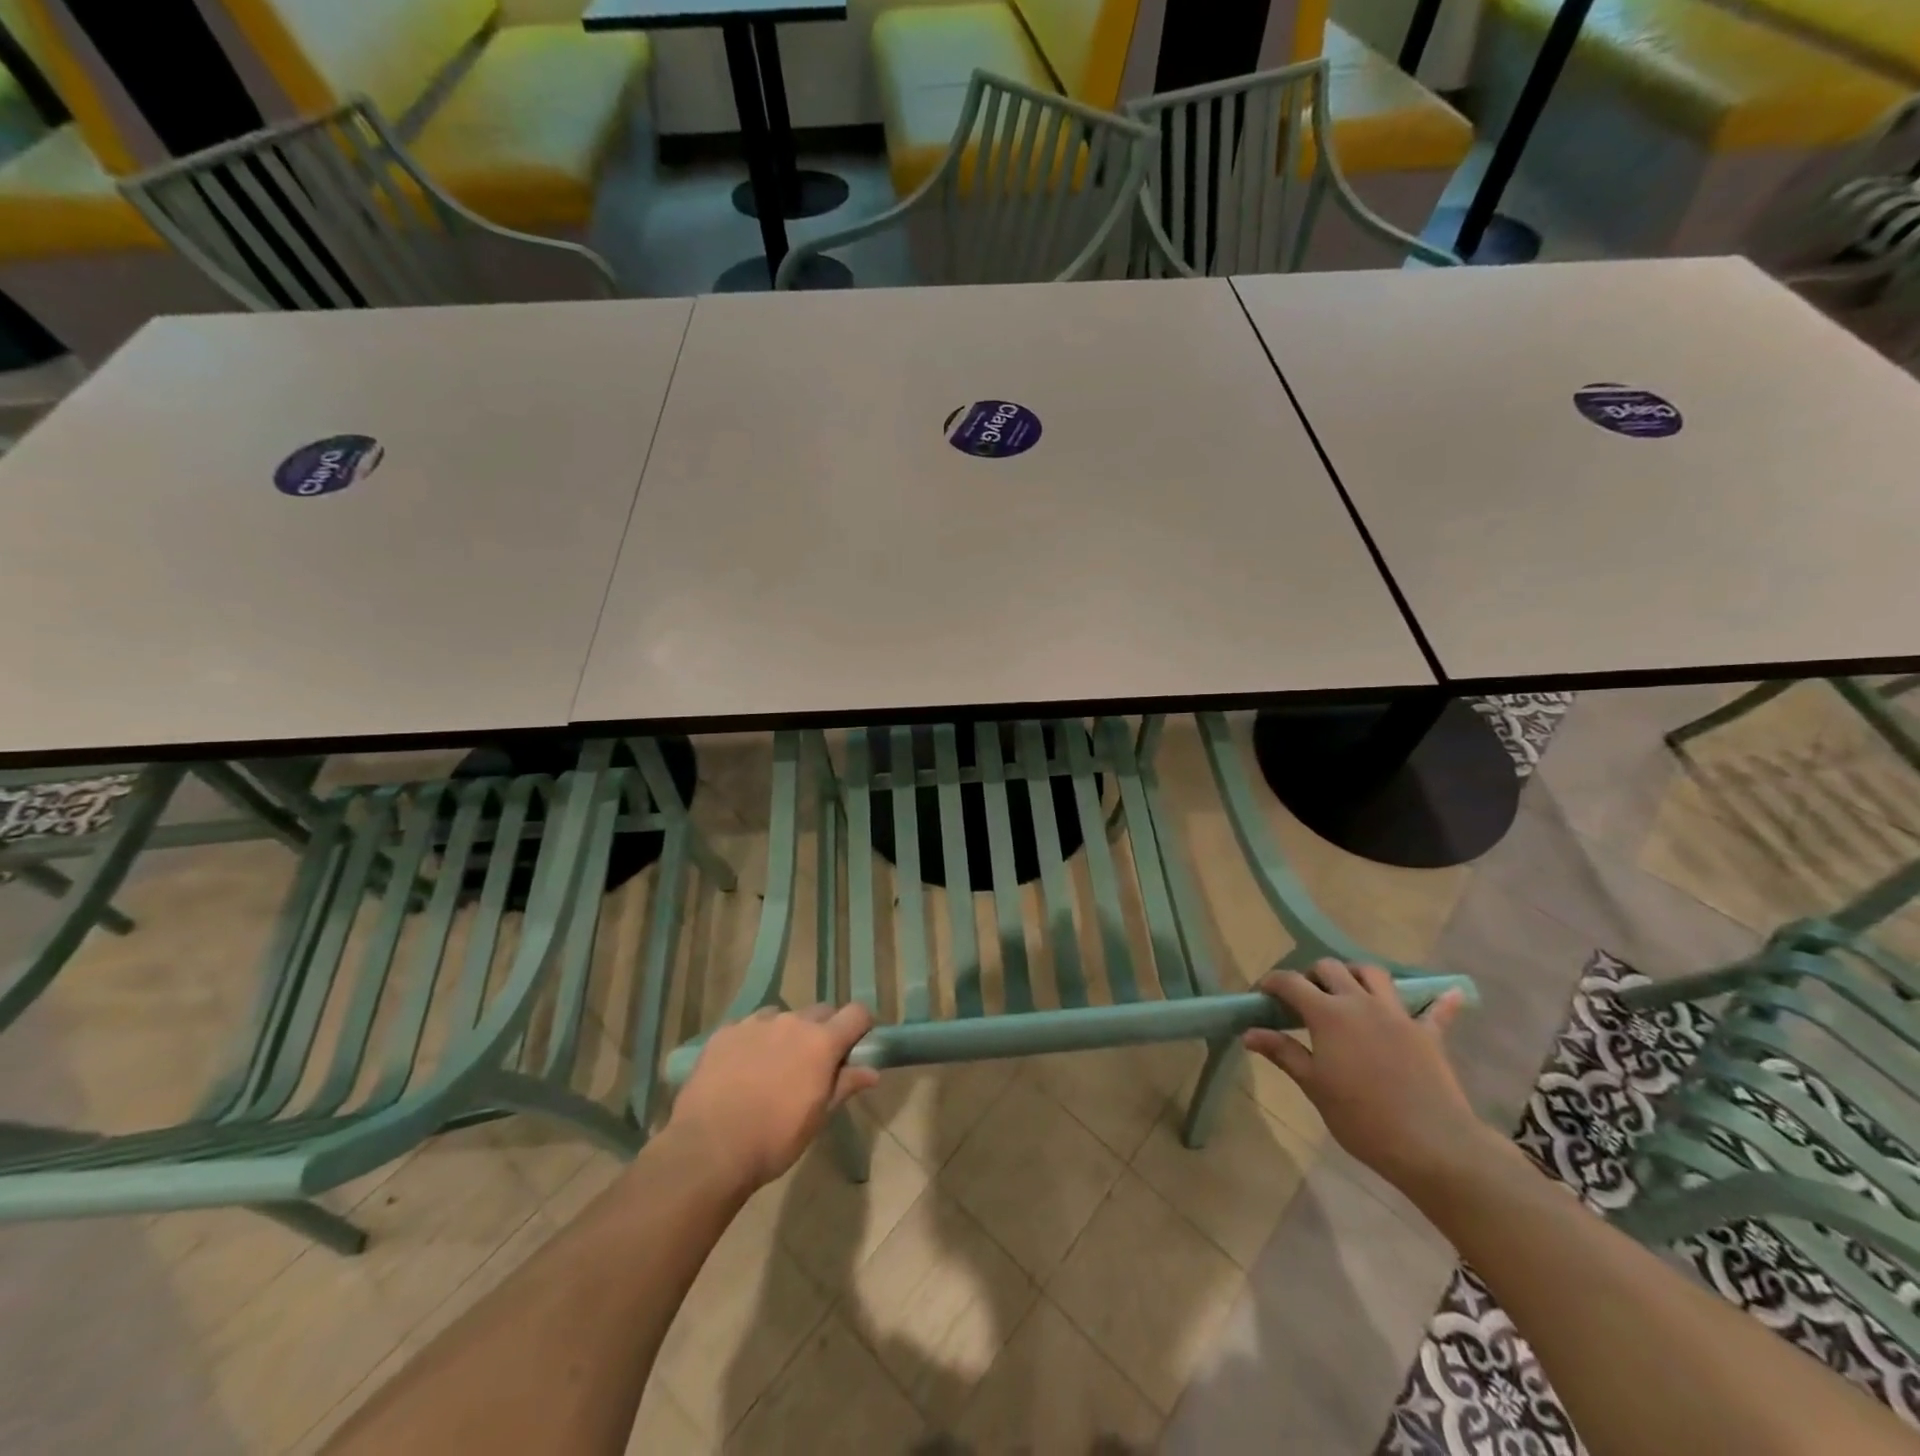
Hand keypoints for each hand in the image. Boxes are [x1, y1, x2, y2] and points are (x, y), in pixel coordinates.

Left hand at [668, 1004, 880, 1192]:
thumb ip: (845, 1086)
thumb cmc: (774, 1139)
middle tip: (813, 1063)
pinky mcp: (725, 1031)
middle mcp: (792, 1022)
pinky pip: (748, 1027)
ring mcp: (756, 1023)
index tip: (856, 1044)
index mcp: (821, 1042)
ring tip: (772, 1066)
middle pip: (820, 1012)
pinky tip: (740, 1069)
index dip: (860, 1025)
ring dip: (786, 1034)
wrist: (709, 1148)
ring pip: (782, 1017)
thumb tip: (872, 1071)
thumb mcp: (818, 1118)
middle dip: (823, 1031)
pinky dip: (753, 1041)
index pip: (856, 1013)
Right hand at [1244, 960, 1488, 1193]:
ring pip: (1374, 974)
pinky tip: (1447, 993)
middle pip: (1331, 968)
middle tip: (1304, 999)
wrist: (1432, 1145)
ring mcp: (1397, 1015)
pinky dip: (1438, 1000)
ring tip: (1348, 993)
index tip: (1262, 994)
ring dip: (1356, 975)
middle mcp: (1361, 1002)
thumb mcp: (1314, 1086)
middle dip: (1311, 975)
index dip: (1272, 982)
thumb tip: (1249, 1033)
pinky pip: (1435, 1009)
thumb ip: (1283, 1053)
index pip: (1291, 982)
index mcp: (1328, 1014)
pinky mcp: (1428, 1033)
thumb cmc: (1362, 1118)